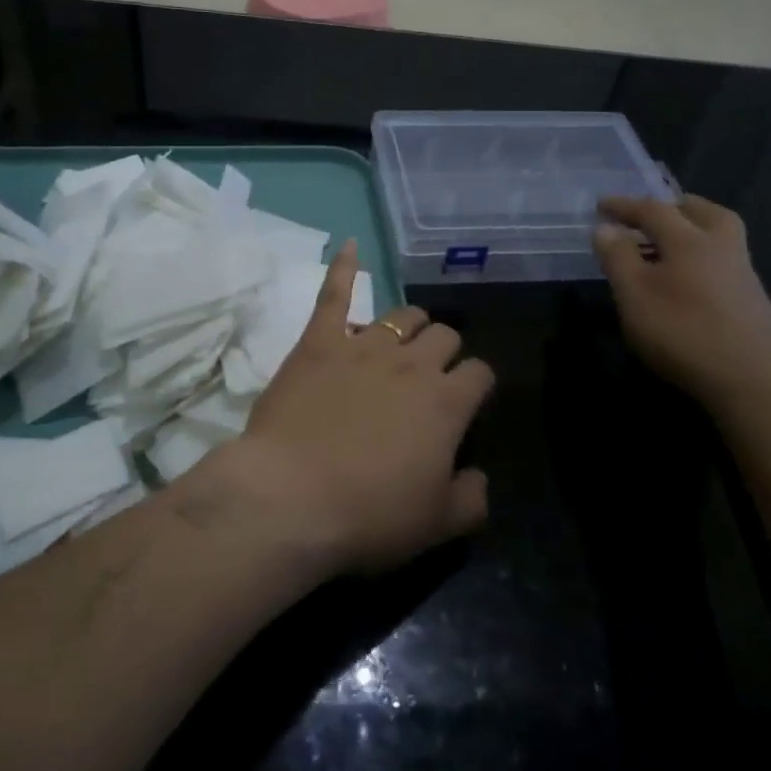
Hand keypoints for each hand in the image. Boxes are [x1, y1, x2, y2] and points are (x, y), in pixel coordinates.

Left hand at [216, 240, 492, 575]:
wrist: (290, 499)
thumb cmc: (368, 515)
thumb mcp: (436, 525)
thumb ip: (472, 497)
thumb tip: (480, 476)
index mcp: (446, 402)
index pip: (479, 373)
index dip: (476, 385)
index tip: (466, 402)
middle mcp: (411, 363)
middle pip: (443, 335)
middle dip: (444, 350)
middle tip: (430, 376)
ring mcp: (363, 346)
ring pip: (402, 315)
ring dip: (410, 324)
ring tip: (404, 338)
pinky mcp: (318, 342)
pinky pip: (334, 294)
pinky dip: (344, 267)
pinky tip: (349, 245)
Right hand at [592, 195, 770, 409]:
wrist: (750, 380)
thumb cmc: (682, 331)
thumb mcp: (634, 294)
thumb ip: (618, 258)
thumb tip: (605, 229)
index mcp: (690, 240)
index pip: (653, 210)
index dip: (624, 206)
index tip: (601, 205)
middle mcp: (722, 247)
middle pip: (701, 211)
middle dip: (673, 207)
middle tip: (649, 216)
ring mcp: (743, 274)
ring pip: (719, 236)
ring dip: (692, 230)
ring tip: (666, 248)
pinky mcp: (753, 300)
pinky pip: (724, 262)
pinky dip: (703, 258)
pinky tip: (689, 282)